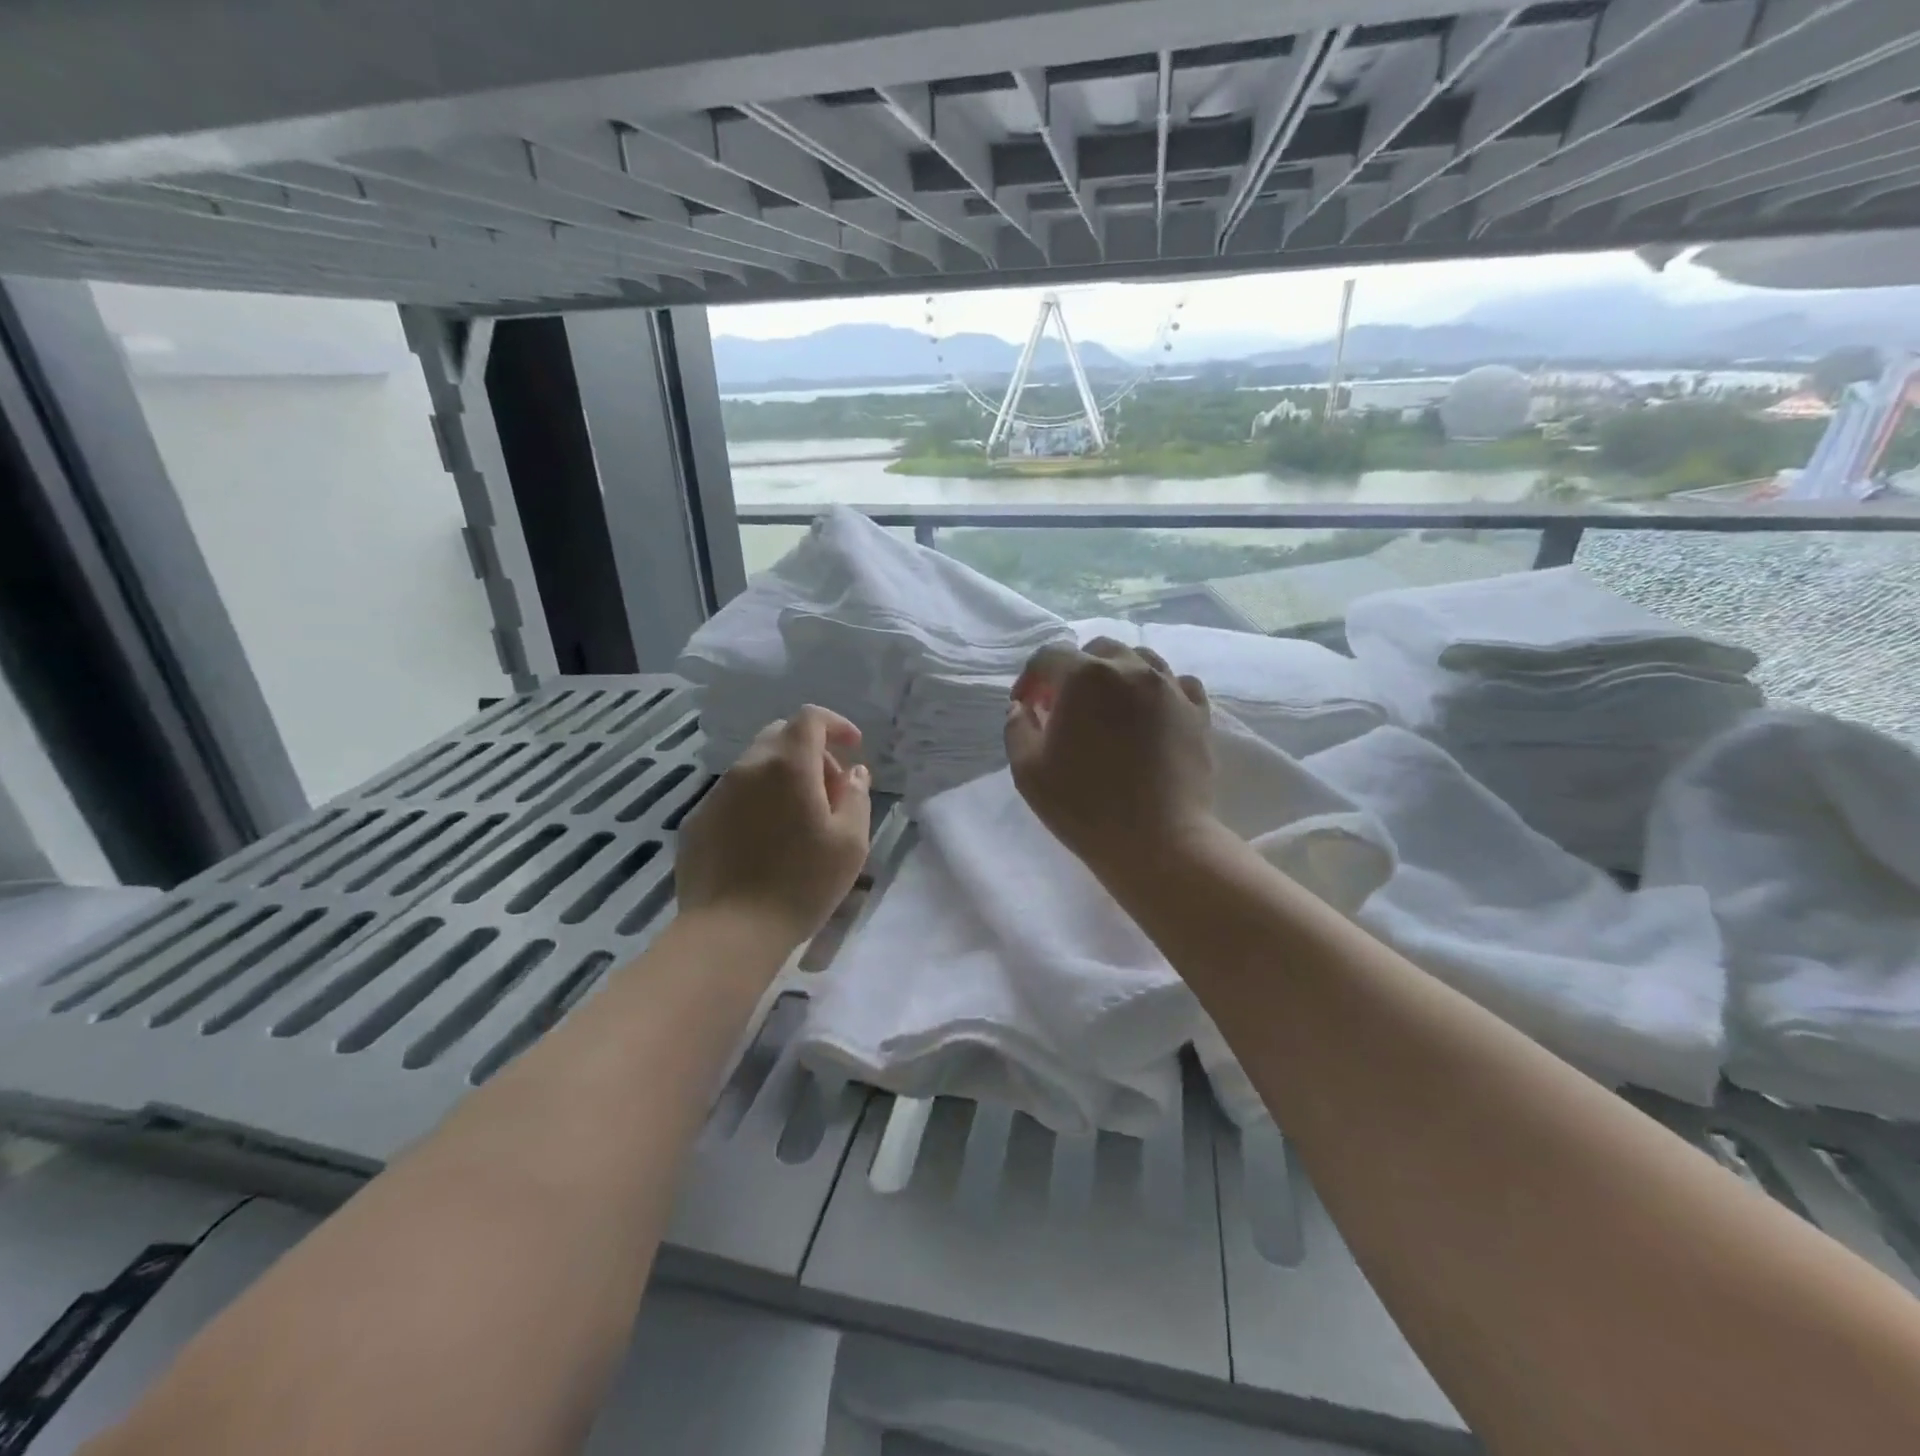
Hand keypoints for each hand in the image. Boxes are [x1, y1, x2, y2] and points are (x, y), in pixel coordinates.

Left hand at [676, 706, 872, 950]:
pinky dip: (757, 801)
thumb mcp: (850, 843)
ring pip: (755, 766)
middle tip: (830, 792)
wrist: (730, 932)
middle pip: (780, 736)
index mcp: (788, 765)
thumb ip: (857, 797)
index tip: (854, 748)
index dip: (835, 724)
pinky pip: (734, 795)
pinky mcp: (697, 821)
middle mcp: (748, 767)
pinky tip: (765, 842)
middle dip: (811, 752)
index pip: (810, 718)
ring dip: (783, 778)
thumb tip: (854, 773)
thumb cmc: (801, 884)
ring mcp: (716, 793)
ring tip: (799, 822)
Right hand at [1005, 638, 1214, 874]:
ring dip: (1117, 674)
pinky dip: (1159, 689)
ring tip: (1109, 706)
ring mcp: (1170, 688)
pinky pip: (1178, 683)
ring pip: (1140, 659)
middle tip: (1066, 707)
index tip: (1026, 707)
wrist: (1159, 842)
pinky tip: (1151, 712)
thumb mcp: (1028, 772)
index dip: (1030, 678)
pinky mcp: (1199, 712)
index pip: (1048, 657)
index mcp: (1084, 677)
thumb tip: (1022, 708)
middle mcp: (1130, 669)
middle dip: (1074, 671)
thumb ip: (1017, 729)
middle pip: (1096, 650)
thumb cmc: (1084, 807)